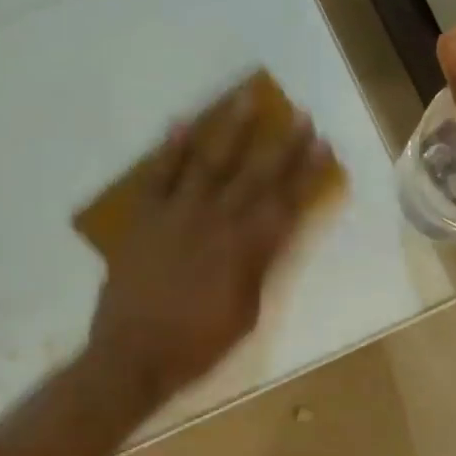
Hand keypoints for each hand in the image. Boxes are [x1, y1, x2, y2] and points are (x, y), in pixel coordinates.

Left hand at [85, 84, 332, 409]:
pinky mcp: (144, 218)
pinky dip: (171, 149)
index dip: (307, 173)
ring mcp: (177, 215)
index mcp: (245, 250)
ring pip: (210, 163)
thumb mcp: (245, 315)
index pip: (285, 203)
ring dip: (231, 130)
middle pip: (256, 176)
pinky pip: (159, 176)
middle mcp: (216, 222)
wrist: (132, 356)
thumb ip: (259, 269)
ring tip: (246, 99)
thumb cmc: (196, 345)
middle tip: (301, 115)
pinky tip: (183, 124)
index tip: (323, 146)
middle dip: (282, 145)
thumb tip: (271, 236)